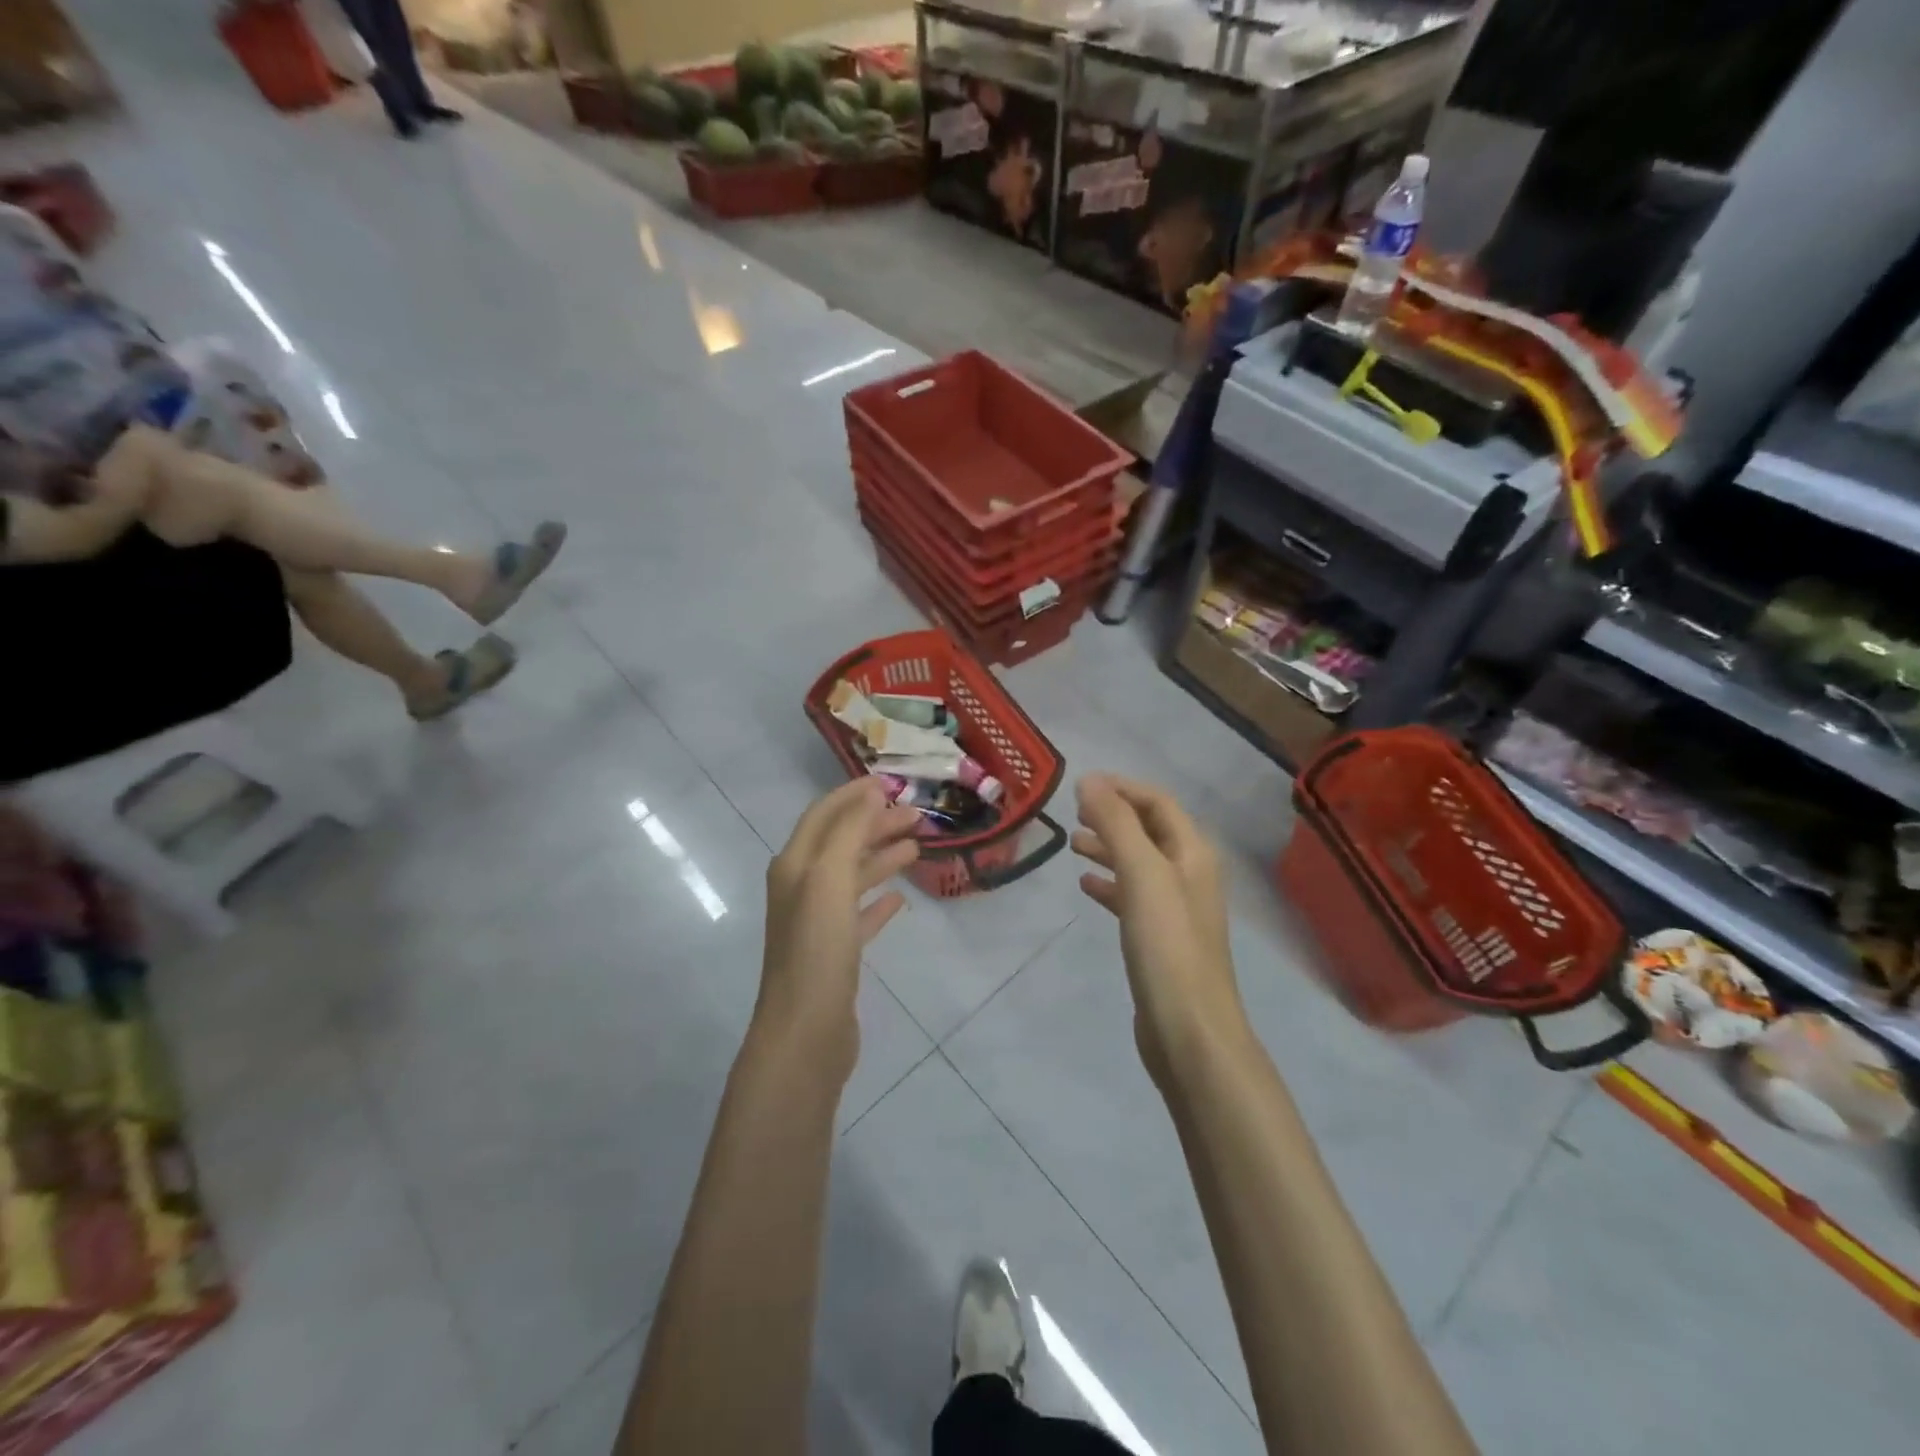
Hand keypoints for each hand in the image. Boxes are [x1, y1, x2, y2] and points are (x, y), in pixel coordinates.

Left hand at [758, 779, 920, 1068]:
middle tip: (917, 816)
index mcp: (795, 866)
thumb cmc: (817, 949)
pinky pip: (859, 916)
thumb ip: (849, 832)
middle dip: (875, 824)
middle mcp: (802, 888)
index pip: (824, 815)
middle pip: (841, 843)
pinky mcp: (835, 953)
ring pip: (853, 877)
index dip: (854, 795)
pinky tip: (900, 899)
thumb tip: (870, 793)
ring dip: (881, 857)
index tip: (891, 782)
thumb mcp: (829, 879)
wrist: (805, 1033)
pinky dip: (878, 901)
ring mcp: (818, 923)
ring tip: (917, 847)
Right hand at [1072, 774, 1246, 1084]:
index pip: (1158, 802)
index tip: (1081, 785)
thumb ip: (1116, 824)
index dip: (1122, 788)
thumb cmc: (1167, 945)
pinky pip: (1132, 897)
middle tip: (1074, 814)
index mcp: (1193, 853)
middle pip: (1150, 830)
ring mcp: (1176, 909)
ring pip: (1139, 863)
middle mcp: (1189, 874)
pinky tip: (1086, 886)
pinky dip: (1109, 884)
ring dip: (1108, 847)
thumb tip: (1090, 781)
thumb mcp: (1141, 874)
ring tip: (1073, 845)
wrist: (1189, 1030)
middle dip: (1113, 816)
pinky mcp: (1160, 939)